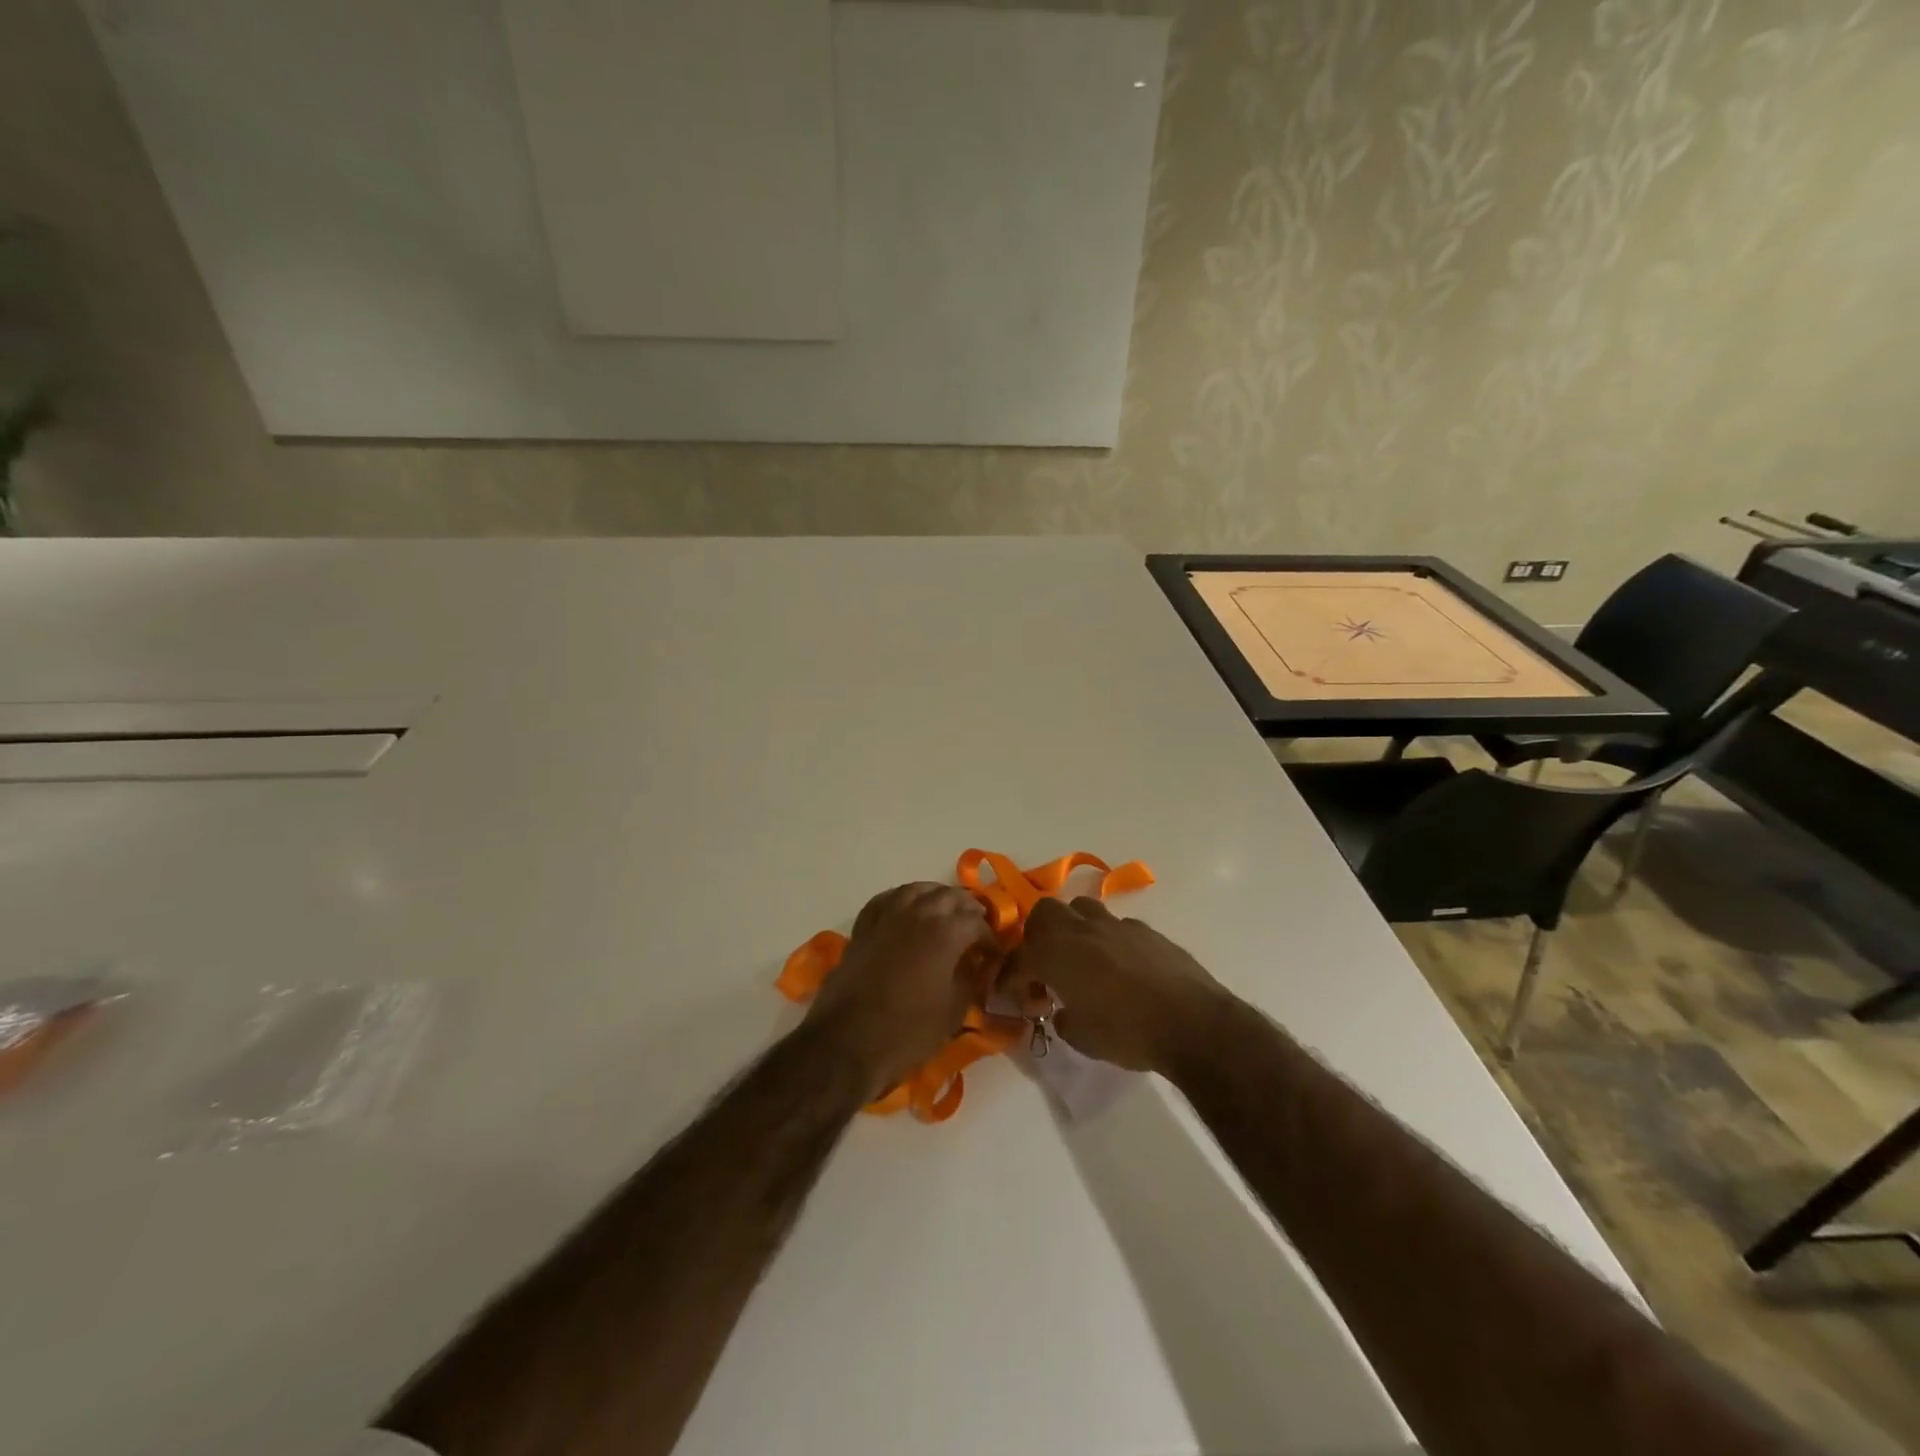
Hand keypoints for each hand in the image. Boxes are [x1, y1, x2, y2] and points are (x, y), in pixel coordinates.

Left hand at [804, 883, 999, 1099]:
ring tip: (945, 911)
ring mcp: (886, 917)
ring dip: (936, 896)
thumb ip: (969, 980)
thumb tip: (976, 964)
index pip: (976, 923)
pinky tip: (907, 908)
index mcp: (945, 933)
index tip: (993, 955)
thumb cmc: (907, 1032)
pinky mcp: (863, 928)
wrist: (846, 1044)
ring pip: (917, 890)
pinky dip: (902, 898)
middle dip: (967, 910)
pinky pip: (886, 900)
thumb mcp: (952, 1012)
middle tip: (975, 928)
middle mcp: (917, 914)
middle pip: (949, 897)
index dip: (989, 937)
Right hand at [999, 898, 1236, 1073]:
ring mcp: (1116, 925)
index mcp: (1056, 953)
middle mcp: (1081, 929)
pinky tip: (1119, 968)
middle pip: (1045, 913)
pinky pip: (1115, 927)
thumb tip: (1063, 1009)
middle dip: (1037, 937)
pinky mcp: (1146, 930)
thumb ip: (1063, 1018)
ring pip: (1081, 910)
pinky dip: (1107, 942)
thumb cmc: (1128, 1033)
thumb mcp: (1082, 1038)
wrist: (1192, 1022)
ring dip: (1072, 930)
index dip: (1009, 978)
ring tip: (1080, 959)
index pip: (1019, 959)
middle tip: (1044, 966)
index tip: (1008, 994)